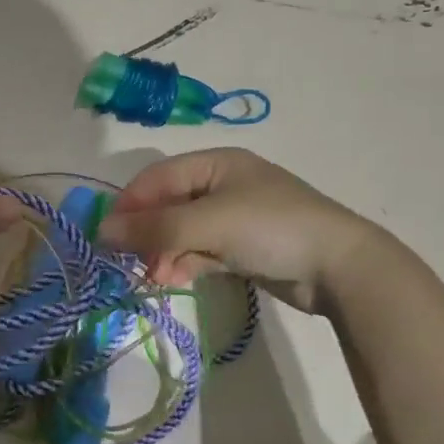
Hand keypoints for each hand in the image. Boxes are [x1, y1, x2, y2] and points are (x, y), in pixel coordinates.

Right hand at [98, 149, 376, 311]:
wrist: (340, 267)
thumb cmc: (272, 228)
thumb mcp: (210, 223)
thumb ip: (156, 228)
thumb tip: (103, 230)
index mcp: (216, 163)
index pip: (158, 178)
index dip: (130, 203)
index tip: (105, 235)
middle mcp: (222, 185)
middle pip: (168, 205)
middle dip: (147, 233)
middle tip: (128, 261)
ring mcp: (234, 218)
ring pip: (182, 232)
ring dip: (164, 252)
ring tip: (154, 277)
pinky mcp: (242, 248)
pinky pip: (201, 251)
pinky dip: (185, 263)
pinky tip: (172, 279)